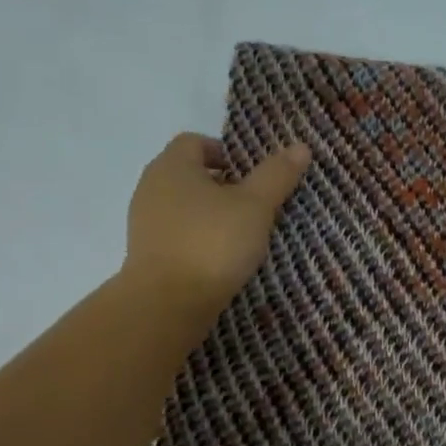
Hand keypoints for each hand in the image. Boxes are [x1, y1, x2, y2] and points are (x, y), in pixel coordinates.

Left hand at [122, 132, 310, 329]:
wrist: (168, 304)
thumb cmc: (213, 242)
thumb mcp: (255, 206)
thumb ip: (276, 175)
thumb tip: (300, 146)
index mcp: (172, 166)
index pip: (196, 142)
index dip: (226, 152)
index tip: (252, 175)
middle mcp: (151, 187)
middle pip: (189, 174)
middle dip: (222, 185)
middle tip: (254, 204)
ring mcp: (145, 223)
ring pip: (184, 206)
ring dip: (211, 214)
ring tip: (242, 234)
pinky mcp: (147, 254)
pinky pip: (177, 234)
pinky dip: (198, 238)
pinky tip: (221, 258)